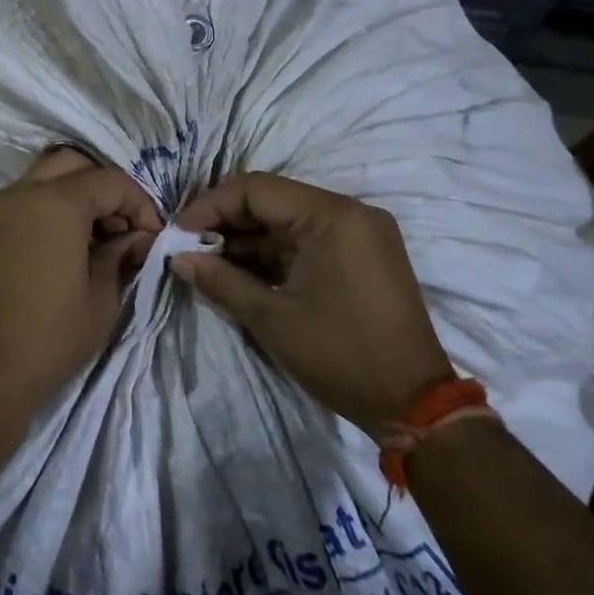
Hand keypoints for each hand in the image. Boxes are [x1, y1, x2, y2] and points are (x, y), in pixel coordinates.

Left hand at [0, 149, 161, 414]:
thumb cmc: (54, 336)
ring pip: (32, 179)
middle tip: (118, 227)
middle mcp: (19, 193)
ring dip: (62, 195)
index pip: (110, 181)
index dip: (139, 204)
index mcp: (57, 203)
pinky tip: (27, 240)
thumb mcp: (103, 297)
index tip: (151, 236)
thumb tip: (136, 237)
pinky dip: (18, 213)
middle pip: (70, 164)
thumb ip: (121, 254)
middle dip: (101, 188)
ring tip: (80, 236)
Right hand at [173, 172, 453, 433]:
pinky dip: (274, 251)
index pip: (255, 189)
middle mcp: (349, 211)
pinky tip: (243, 270)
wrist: (416, 405)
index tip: (179, 233)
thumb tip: (177, 259)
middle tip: (189, 247)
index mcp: (331, 215)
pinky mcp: (364, 252)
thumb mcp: (271, 318)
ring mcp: (360, 231)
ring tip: (209, 262)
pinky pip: (308, 237)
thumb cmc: (341, 355)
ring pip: (288, 219)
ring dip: (248, 238)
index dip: (210, 206)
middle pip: (272, 199)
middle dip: (226, 222)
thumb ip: (220, 280)